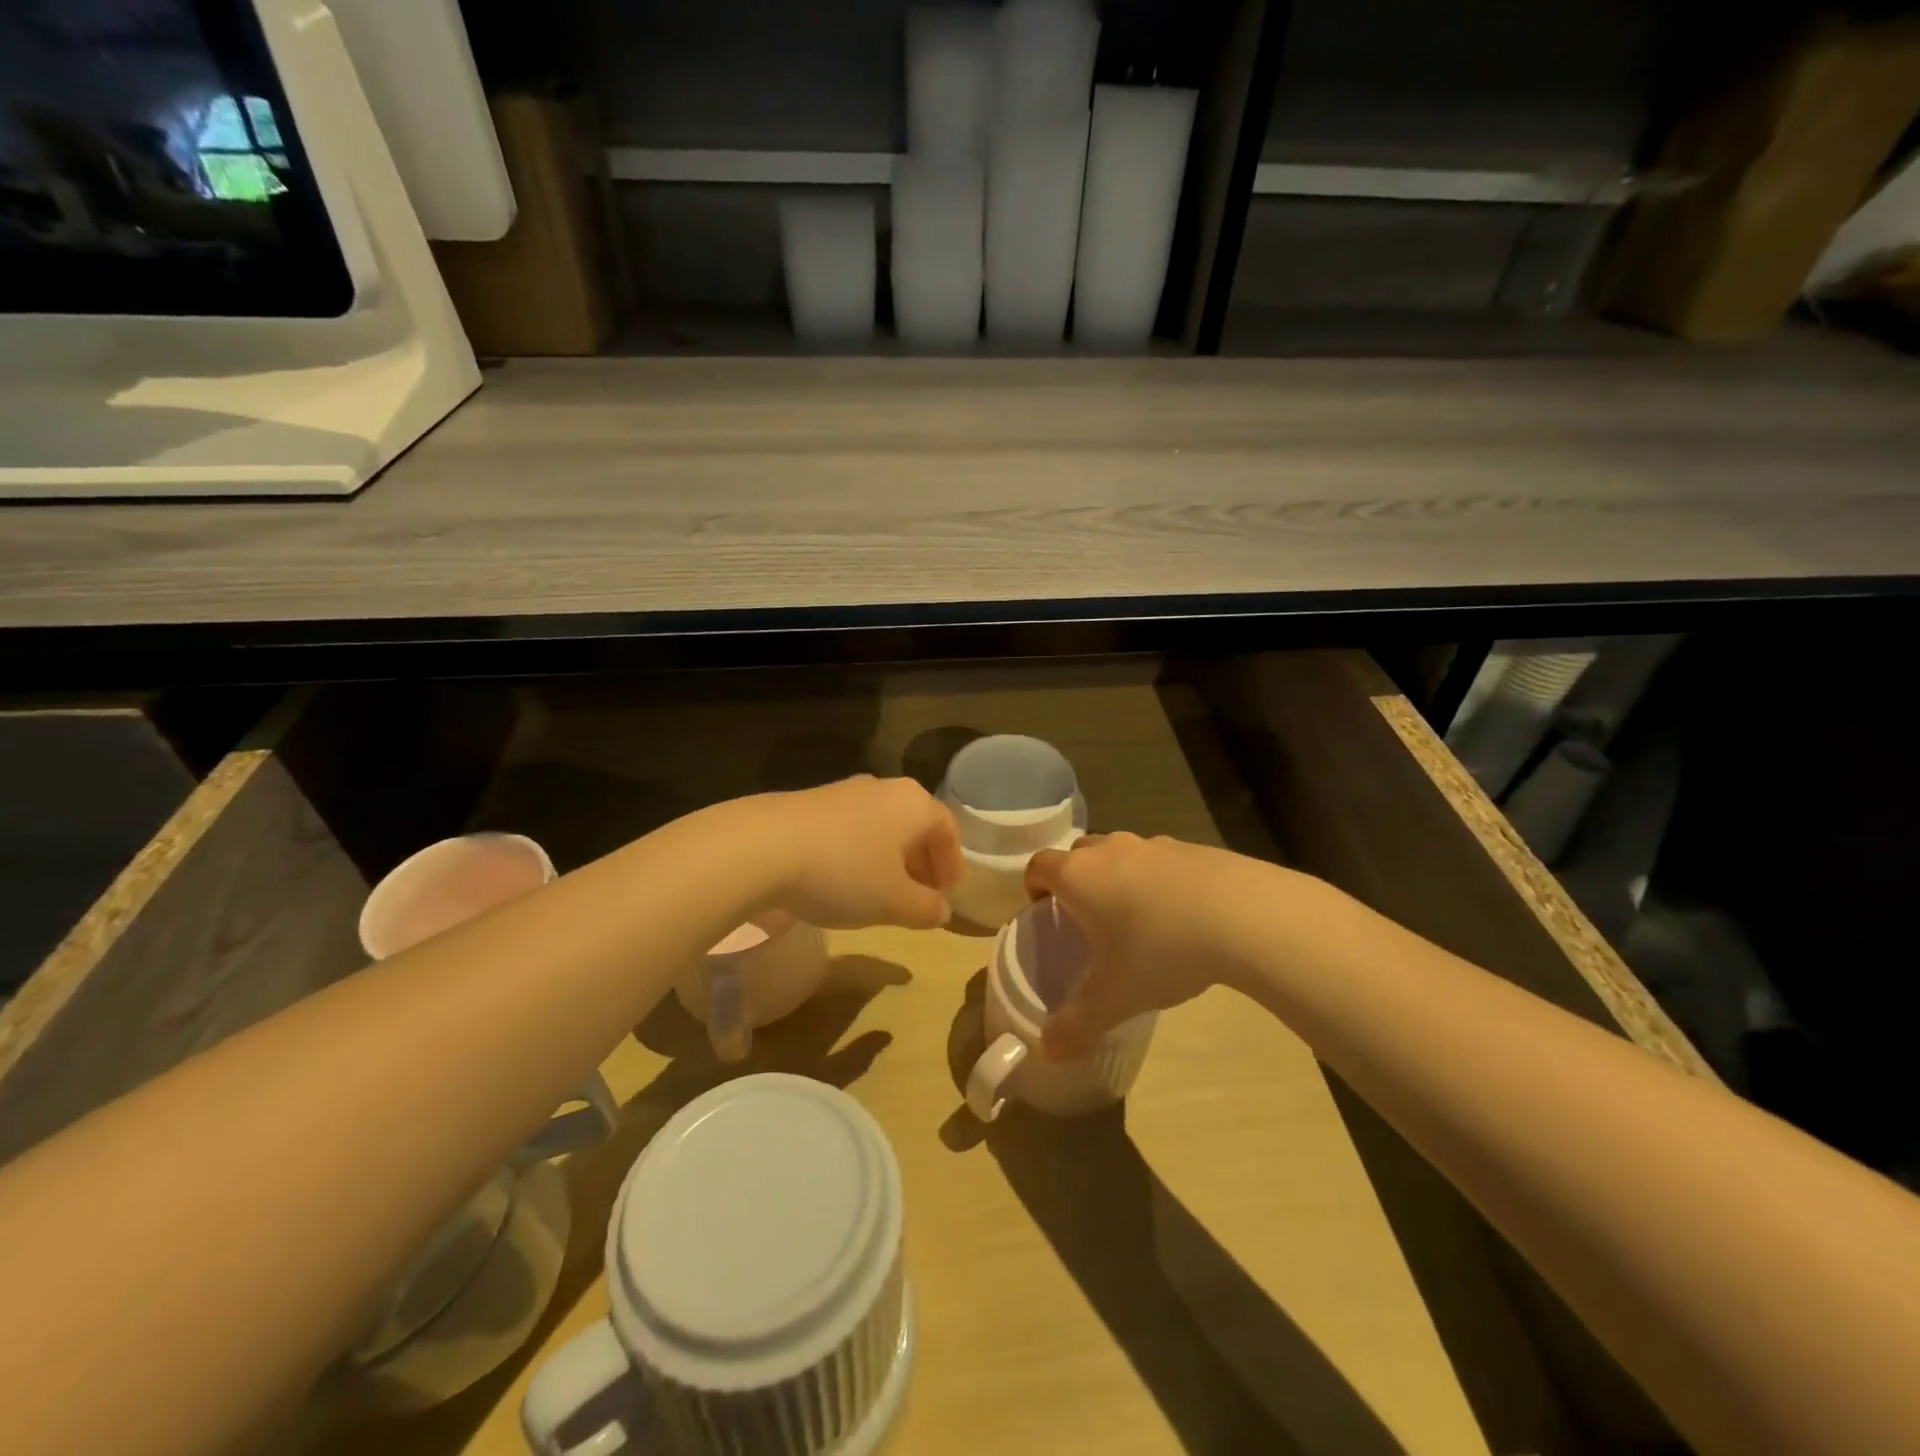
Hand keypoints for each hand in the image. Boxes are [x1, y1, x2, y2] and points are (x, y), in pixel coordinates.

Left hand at [761, 776, 962, 930]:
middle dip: (921, 861)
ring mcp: (843, 792)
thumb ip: (925, 908)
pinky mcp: (809, 803)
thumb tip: (942, 911)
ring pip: (880, 825)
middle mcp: (883, 788)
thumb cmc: (844, 872)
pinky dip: (858, 853)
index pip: (947, 828)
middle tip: (919, 895)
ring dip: (888, 858)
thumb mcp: (893, 902)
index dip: (952, 862)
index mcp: (913, 804)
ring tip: (879, 892)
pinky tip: (841, 881)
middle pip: (914, 824)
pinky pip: (849, 828)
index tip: (947, 893)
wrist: (762, 846)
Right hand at [1024, 833, 1266, 1058]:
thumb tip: (1047, 1053)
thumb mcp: (1114, 997)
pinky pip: (1162, 860)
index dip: (1034, 886)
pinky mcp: (1192, 847)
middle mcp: (1110, 850)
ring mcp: (1153, 844)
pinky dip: (1160, 880)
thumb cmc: (1160, 950)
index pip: (1039, 866)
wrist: (1241, 914)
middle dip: (1077, 879)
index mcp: (1079, 876)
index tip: (1044, 911)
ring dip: (1119, 877)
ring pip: (1121, 854)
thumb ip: (1076, 1025)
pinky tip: (1183, 915)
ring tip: (1139, 919)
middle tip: (1088, 918)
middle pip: (1079, 854)